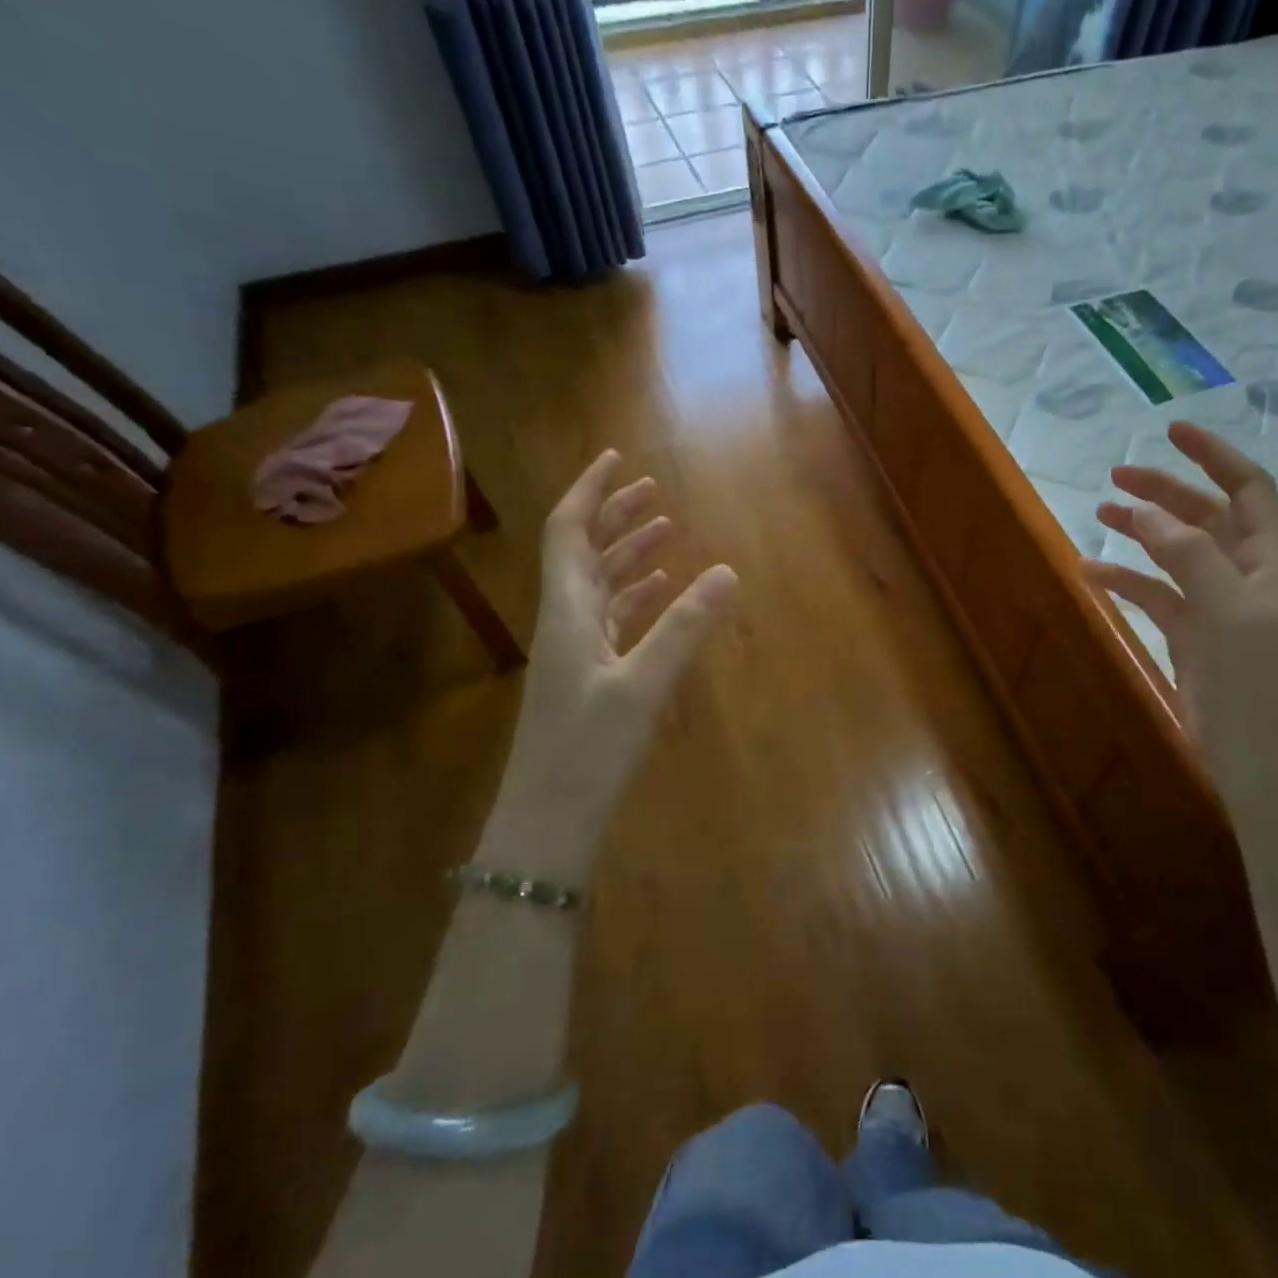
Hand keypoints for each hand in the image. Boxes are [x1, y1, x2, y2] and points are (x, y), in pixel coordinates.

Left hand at [508, 450, 735, 859]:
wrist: (549, 820)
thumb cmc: (588, 749)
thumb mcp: (642, 684)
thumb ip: (685, 626)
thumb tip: (728, 571)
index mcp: (567, 610)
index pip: (568, 531)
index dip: (589, 490)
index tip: (616, 458)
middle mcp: (566, 620)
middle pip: (585, 551)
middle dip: (615, 516)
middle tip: (653, 490)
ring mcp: (576, 650)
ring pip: (601, 584)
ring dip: (628, 553)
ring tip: (665, 530)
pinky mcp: (590, 676)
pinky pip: (613, 618)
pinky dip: (636, 596)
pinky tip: (660, 591)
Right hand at [1082, 422, 1277, 795]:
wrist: (1261, 757)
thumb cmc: (1256, 679)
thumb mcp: (1227, 608)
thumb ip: (1188, 554)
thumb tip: (1147, 511)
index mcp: (1268, 559)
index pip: (1247, 488)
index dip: (1213, 455)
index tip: (1171, 431)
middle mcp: (1244, 574)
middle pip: (1204, 515)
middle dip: (1164, 491)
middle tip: (1116, 476)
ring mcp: (1215, 605)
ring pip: (1174, 552)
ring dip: (1141, 530)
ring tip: (1099, 513)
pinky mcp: (1190, 635)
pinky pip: (1154, 594)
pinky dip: (1125, 579)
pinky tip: (1091, 573)